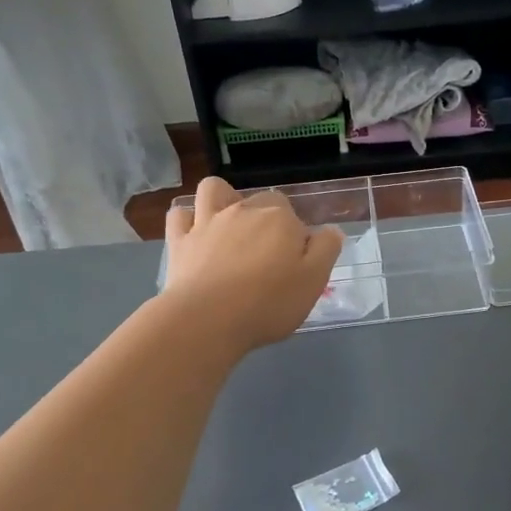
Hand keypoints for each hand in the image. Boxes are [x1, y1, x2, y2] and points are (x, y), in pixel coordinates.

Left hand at [163, 178, 342, 352]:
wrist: (208, 320)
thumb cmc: (268, 304)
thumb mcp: (313, 281)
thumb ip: (326, 250)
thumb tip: (330, 231)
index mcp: (280, 220)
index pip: (295, 218)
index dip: (297, 240)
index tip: (295, 267)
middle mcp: (244, 210)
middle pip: (261, 203)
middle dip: (267, 221)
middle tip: (268, 259)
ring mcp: (208, 222)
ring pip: (215, 191)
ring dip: (224, 199)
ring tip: (231, 226)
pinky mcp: (180, 240)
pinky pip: (180, 215)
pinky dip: (188, 219)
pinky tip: (195, 233)